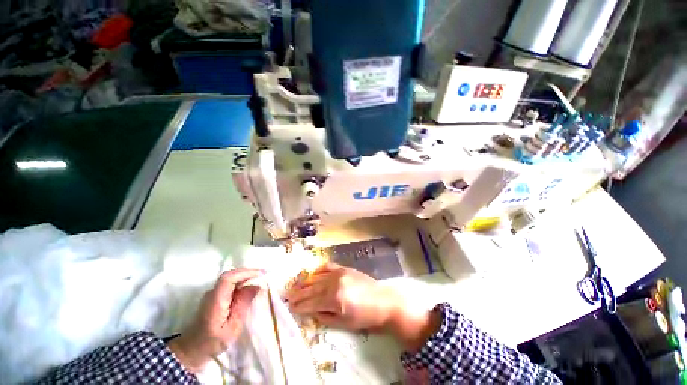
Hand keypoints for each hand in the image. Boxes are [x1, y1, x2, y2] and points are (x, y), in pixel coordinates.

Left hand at [168, 268, 263, 372]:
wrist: (191, 350)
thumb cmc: (212, 343)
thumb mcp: (232, 328)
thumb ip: (243, 305)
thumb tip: (256, 286)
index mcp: (216, 301)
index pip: (228, 278)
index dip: (245, 273)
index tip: (261, 274)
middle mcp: (212, 293)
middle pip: (230, 275)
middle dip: (248, 273)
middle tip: (264, 275)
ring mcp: (212, 294)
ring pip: (230, 278)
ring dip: (245, 276)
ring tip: (259, 280)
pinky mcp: (214, 296)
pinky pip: (230, 284)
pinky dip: (241, 282)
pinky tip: (249, 287)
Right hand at [285, 262, 402, 330]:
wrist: (384, 301)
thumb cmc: (365, 317)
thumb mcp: (344, 323)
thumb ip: (325, 316)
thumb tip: (311, 312)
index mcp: (334, 299)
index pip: (312, 303)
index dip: (300, 305)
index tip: (290, 307)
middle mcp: (334, 283)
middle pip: (312, 289)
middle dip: (299, 293)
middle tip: (287, 296)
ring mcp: (339, 273)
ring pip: (318, 277)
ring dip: (305, 282)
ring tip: (295, 285)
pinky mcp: (344, 268)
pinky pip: (328, 266)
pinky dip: (319, 269)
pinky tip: (312, 273)